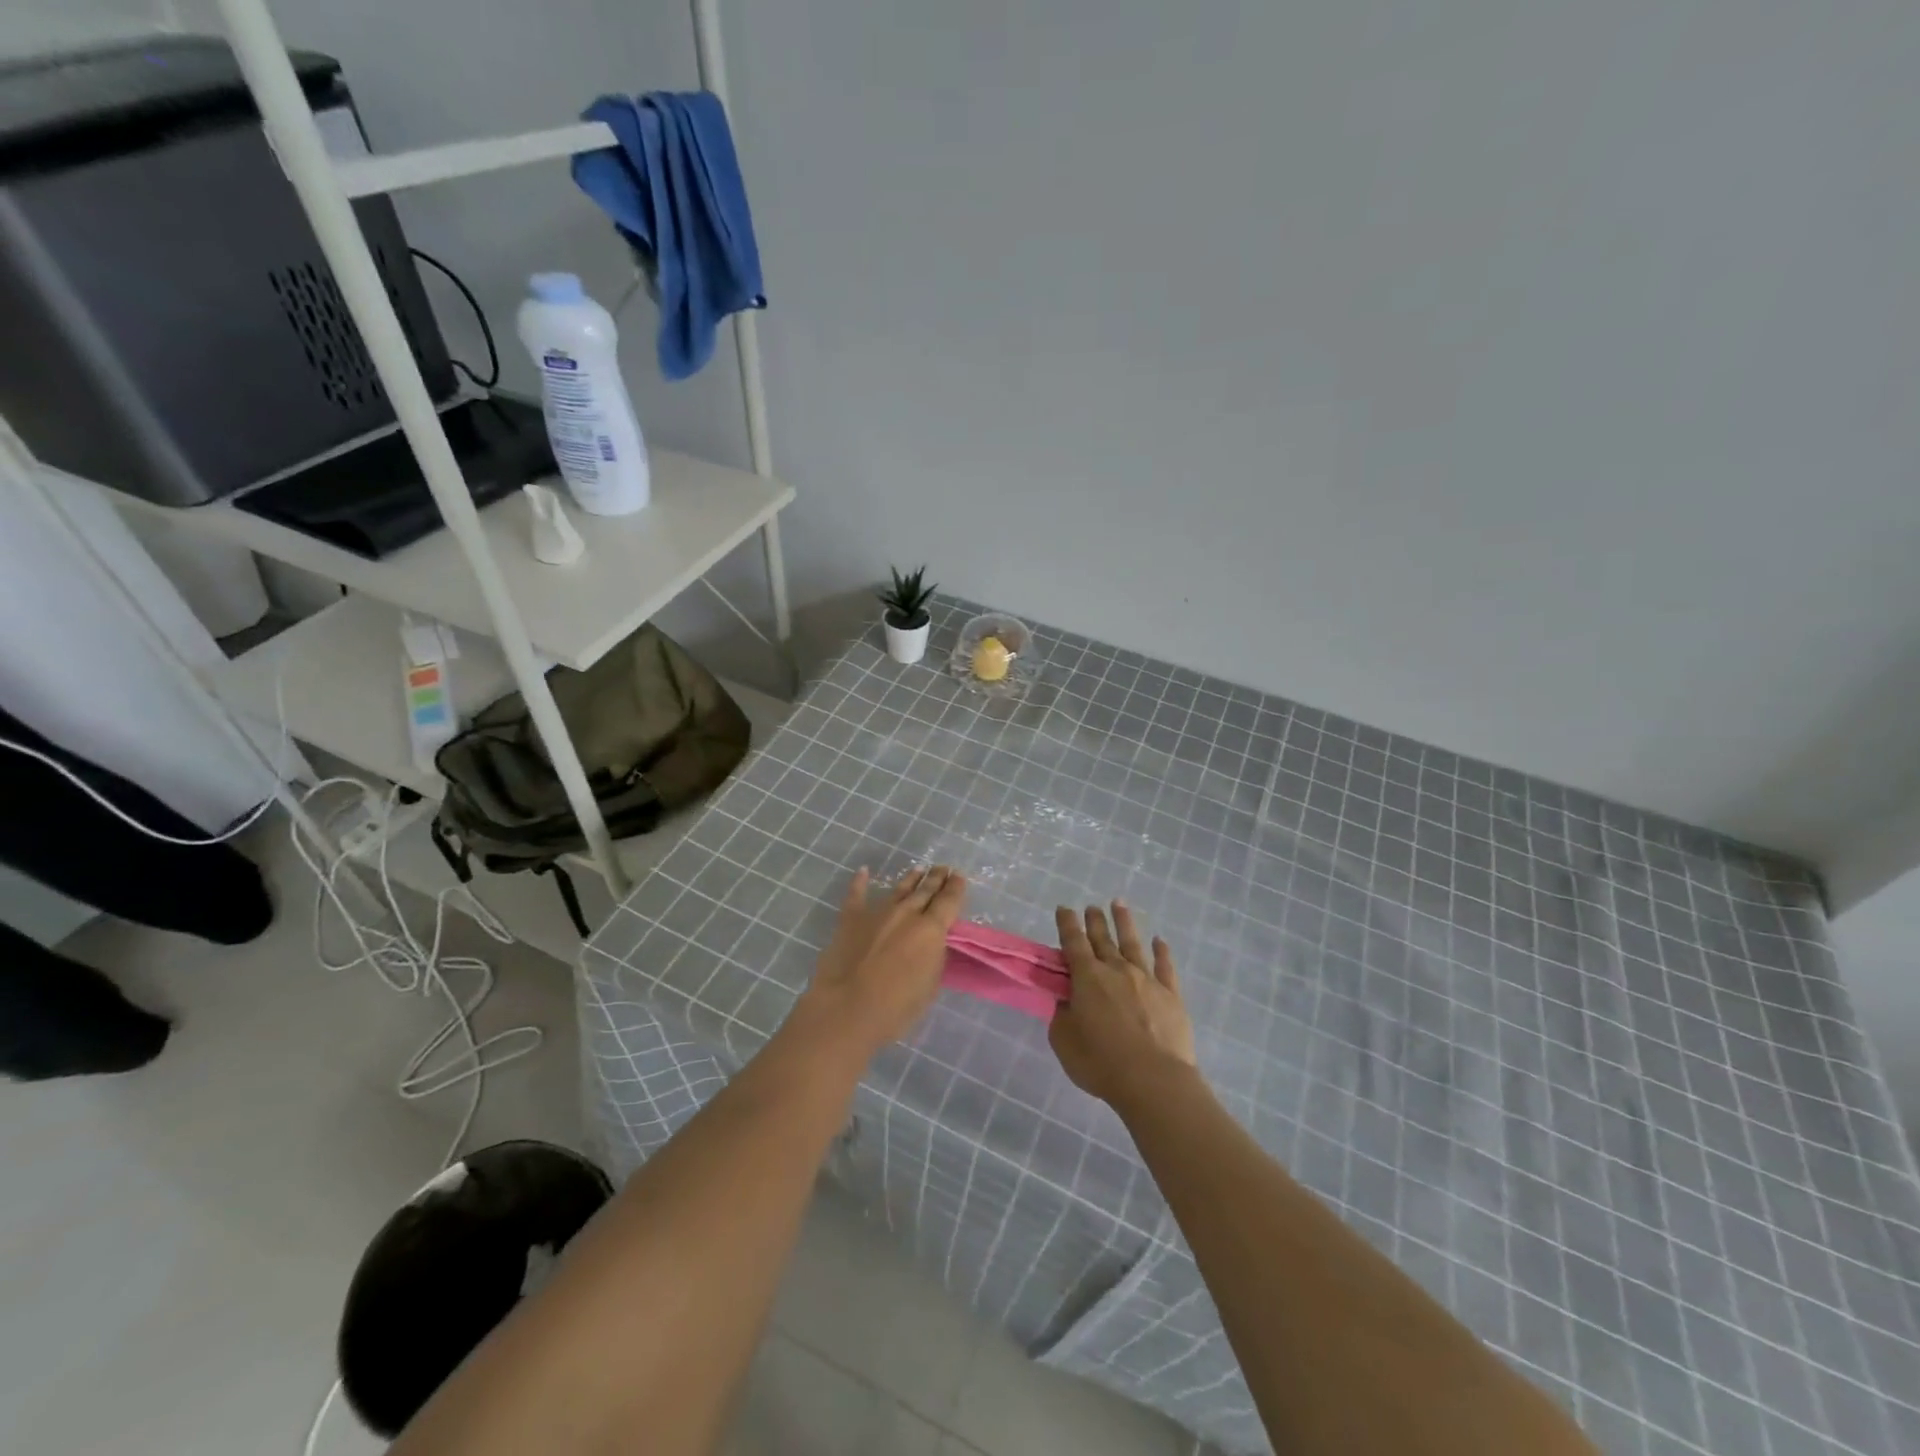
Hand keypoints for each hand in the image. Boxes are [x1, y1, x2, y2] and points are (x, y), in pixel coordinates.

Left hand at [799, 866, 966, 1055]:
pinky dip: (859, 882)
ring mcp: (877, 913)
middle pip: (925, 890)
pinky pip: (856, 895)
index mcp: (931, 929)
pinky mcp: (850, 919)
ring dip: (910, 879)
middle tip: (943, 868)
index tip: (959, 876)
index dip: (955, 887)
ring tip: (919, 869)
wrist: (847, 1008)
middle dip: (936, 878)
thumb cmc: (896, 1007)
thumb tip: (931, 943)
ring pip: (898, 890)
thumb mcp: (930, 985)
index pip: (949, 901)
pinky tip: (862, 871)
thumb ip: (933, 957)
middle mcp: (906, 913)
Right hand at [1049, 902, 1197, 1109]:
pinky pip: (1165, 967)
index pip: (1073, 943)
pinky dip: (1162, 952)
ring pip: (1133, 943)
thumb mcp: (1065, 1041)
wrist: (1154, 1081)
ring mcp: (1147, 979)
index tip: (1064, 908)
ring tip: (1119, 904)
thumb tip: (1066, 1000)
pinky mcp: (1171, 995)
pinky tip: (1160, 941)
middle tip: (1091, 906)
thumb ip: (1062, 1016)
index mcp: (1087, 978)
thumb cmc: (1101, 1062)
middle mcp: (1116, 970)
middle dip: (1095, 920)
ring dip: (1125, 923)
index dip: (1067, 924)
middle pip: (1103, 939)